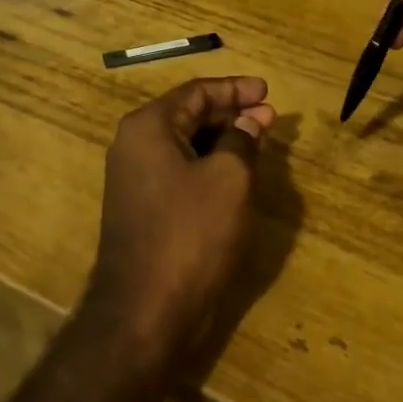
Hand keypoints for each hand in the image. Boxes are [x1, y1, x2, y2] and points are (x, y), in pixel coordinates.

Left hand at [85, 76, 276, 372]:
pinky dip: (208, 164)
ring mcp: (134, 179)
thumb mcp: (229, 179)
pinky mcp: (142, 208)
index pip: (196, 93)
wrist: (145, 313)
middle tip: (269, 116)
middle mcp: (134, 145)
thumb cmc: (190, 234)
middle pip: (188, 115)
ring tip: (259, 140)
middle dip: (231, 112)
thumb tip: (252, 117)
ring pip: (184, 144)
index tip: (268, 91)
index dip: (235, 88)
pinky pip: (179, 170)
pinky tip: (235, 172)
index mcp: (148, 127)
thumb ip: (242, 139)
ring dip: (222, 139)